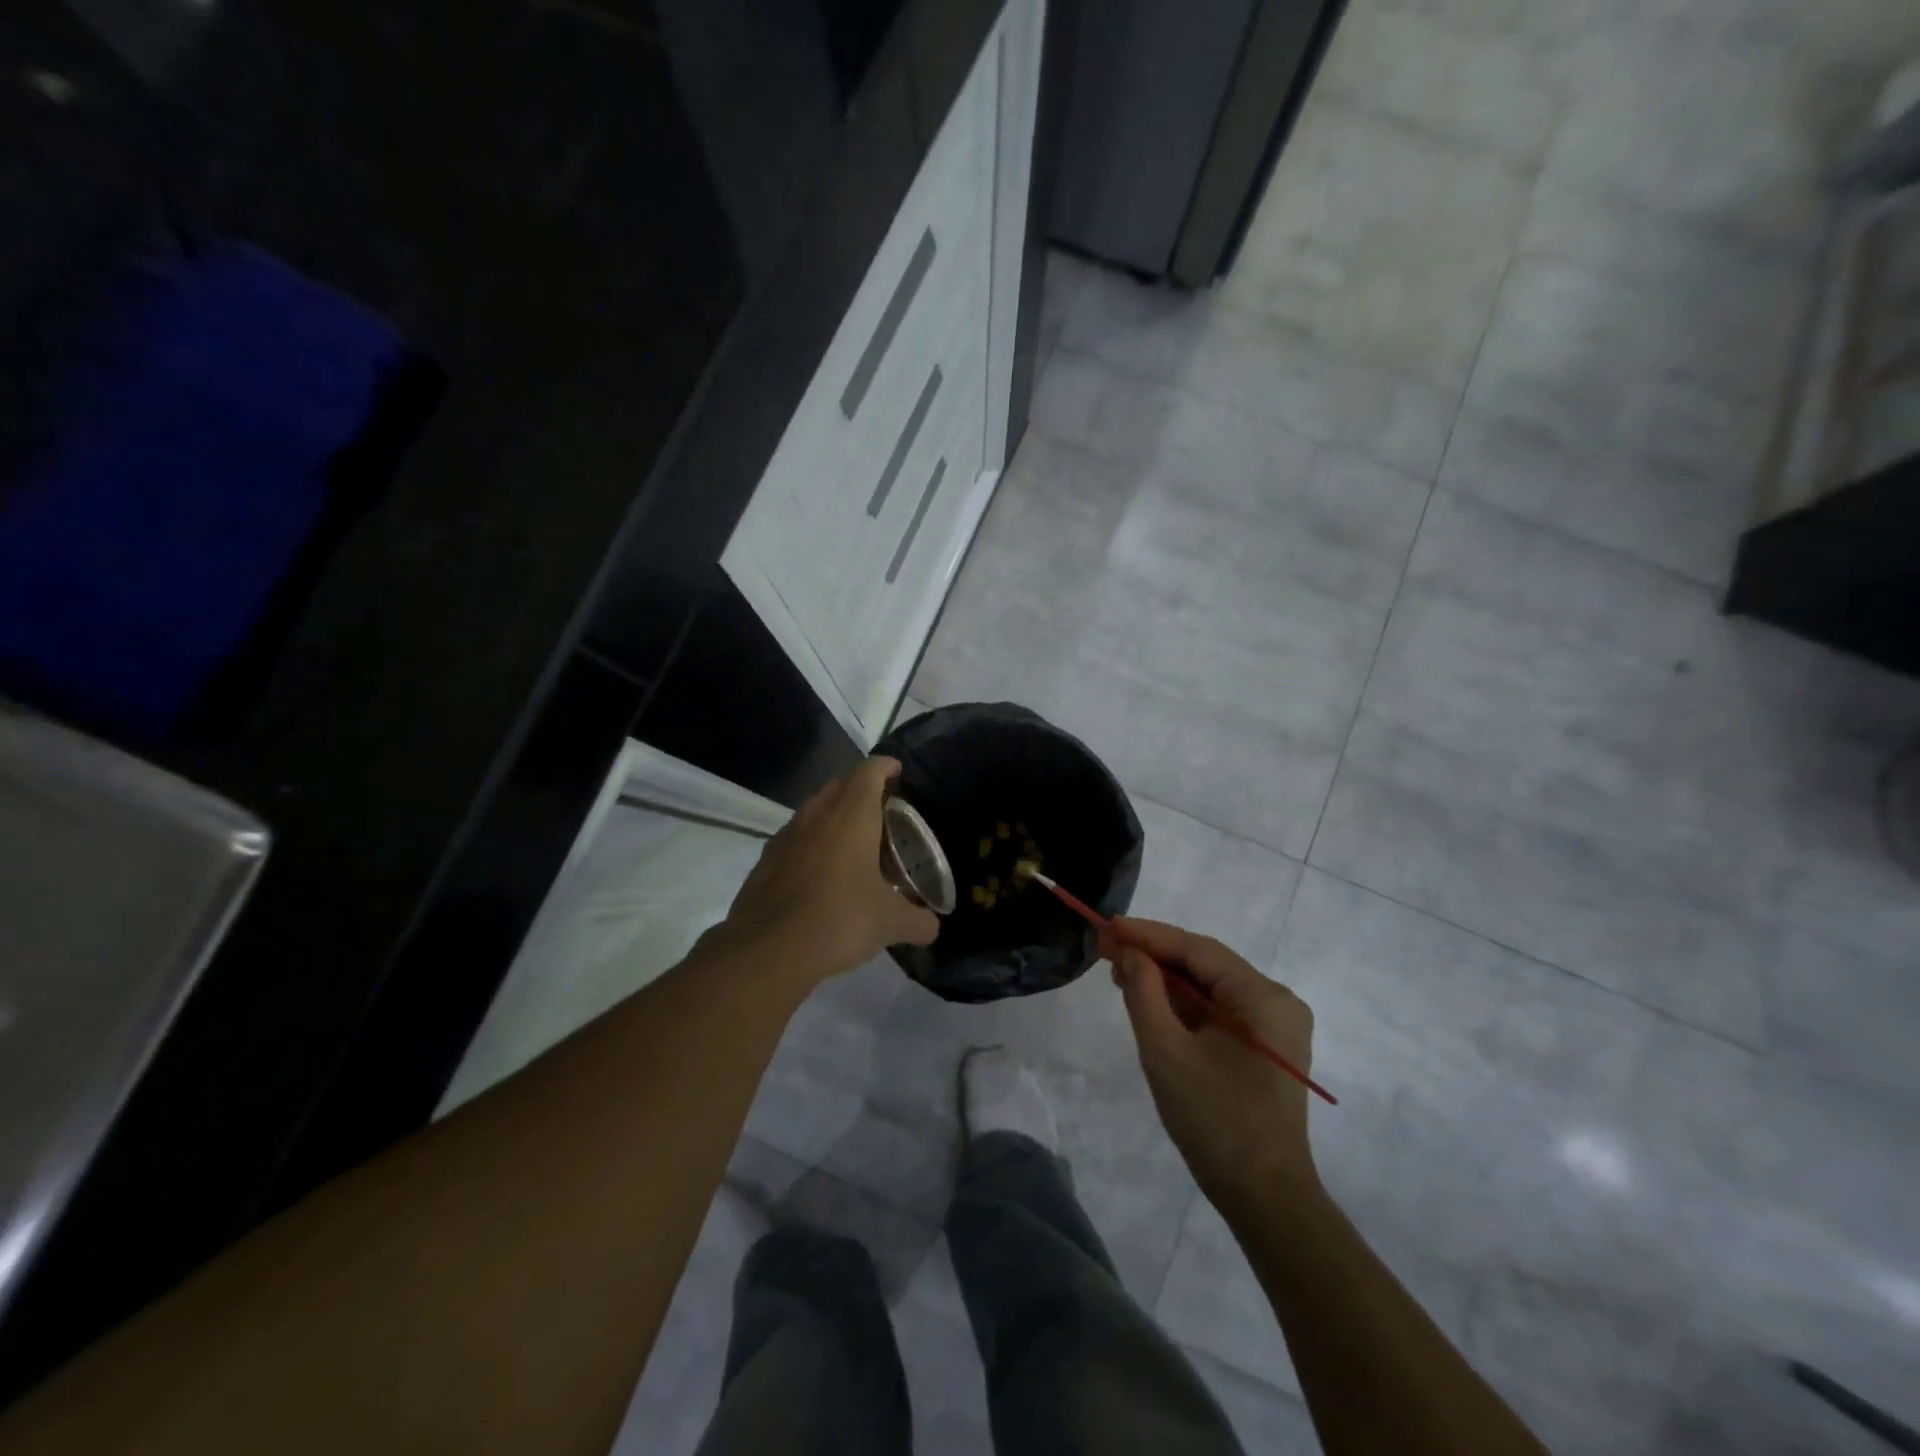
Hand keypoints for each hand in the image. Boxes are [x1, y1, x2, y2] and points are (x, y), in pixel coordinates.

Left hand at [715, 757, 938, 985]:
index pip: (869, 771)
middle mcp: (817, 814)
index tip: (898, 771)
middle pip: (840, 784)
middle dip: (861, 788)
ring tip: (855, 840)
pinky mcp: (767, 859)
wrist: (767, 949)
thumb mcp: (890, 923)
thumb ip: (918, 921)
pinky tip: (823, 872)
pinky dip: (814, 841)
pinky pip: (797, 836)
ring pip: (815, 809)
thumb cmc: (839, 919)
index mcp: (851, 815)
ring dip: (835, 814)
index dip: (885, 766)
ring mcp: (787, 835)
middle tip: (882, 809)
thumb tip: (932, 926)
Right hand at [1110, 918, 1318, 1211]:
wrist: (1265, 1199)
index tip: (1107, 926)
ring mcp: (1273, 1025)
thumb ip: (1144, 992)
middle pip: (1205, 964)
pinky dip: (1183, 1004)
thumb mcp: (1166, 1051)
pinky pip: (1218, 1010)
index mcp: (1263, 997)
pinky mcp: (1264, 1047)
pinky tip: (1150, 999)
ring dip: (1166, 979)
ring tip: (1119, 970)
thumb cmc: (1215, 1122)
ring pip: (1210, 987)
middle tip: (1106, 948)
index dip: (1148, 935)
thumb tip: (1129, 951)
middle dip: (1154, 955)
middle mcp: (1276, 1001)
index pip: (1197, 950)